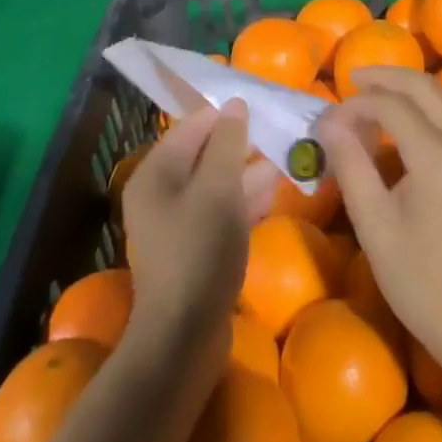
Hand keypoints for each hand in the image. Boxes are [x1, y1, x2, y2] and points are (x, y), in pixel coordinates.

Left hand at [123, 101, 280, 374]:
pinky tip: (274, 192)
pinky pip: (221, 210)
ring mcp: (177, 222)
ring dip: (248, 171)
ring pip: (217, 182)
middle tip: (279, 132)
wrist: (184, 338)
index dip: (227, 114)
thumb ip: (228, 142)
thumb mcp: (219, 187)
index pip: (194, 124)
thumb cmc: (199, 250)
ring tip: (284, 157)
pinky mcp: (195, 248)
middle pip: (205, 152)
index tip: (263, 107)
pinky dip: (245, 199)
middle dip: (241, 143)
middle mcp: (161, 191)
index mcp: (157, 171)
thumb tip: (235, 104)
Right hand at [317, 68, 441, 365]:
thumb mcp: (375, 226)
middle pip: (426, 87)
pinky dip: (432, 107)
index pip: (392, 105)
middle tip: (355, 80)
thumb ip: (351, 165)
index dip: (358, 103)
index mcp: (437, 154)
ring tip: (380, 93)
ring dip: (413, 88)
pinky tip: (413, 124)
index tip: (331, 117)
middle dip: (388, 78)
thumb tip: (329, 122)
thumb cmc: (422, 283)